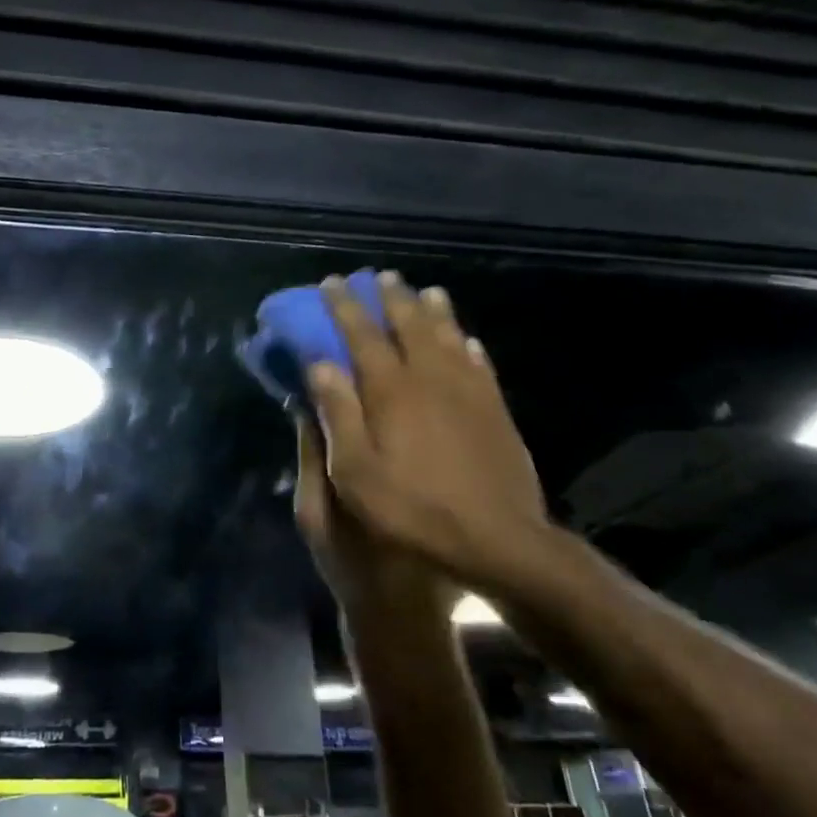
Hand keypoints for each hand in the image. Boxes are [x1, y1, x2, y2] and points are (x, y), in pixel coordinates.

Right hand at [304, 273, 550, 592]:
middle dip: (391, 298)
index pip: (362, 335)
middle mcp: (431, 378)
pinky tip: (467, 340)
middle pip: (409, 324)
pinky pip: (480, 364)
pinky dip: (469, 345)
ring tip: (425, 292)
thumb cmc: (412, 510)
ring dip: (433, 311)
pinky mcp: (496, 410)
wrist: (497, 540)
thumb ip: (338, 413)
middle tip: (378, 277)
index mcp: (391, 391)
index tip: (331, 283)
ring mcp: (469, 391)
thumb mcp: (355, 471)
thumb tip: (320, 364)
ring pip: (449, 336)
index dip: (344, 306)